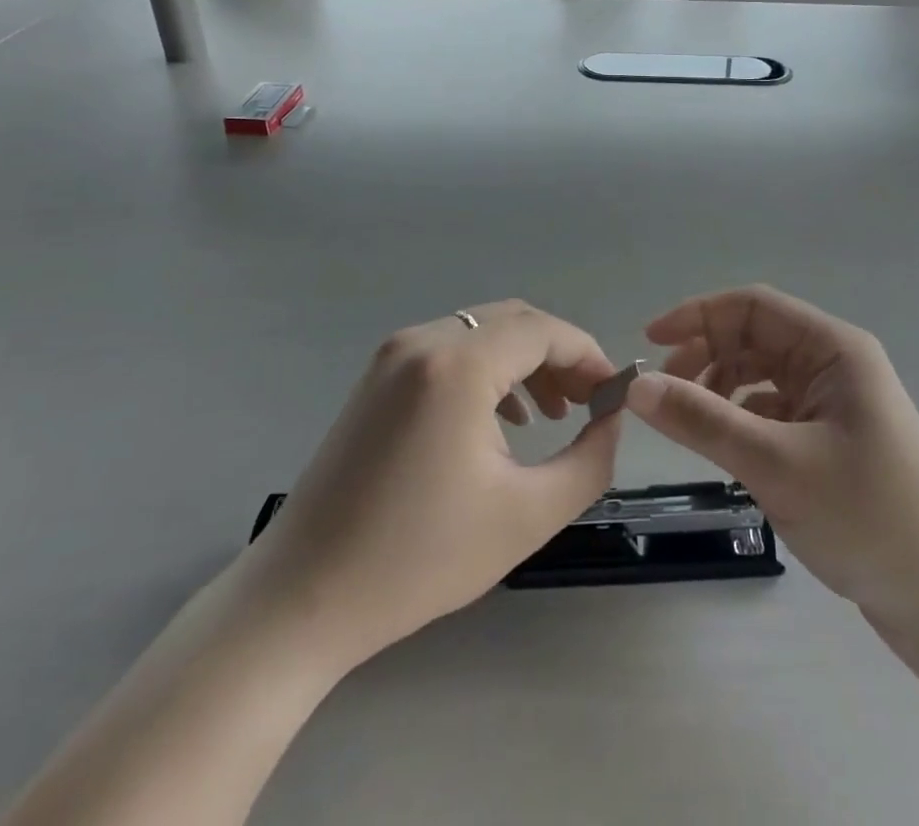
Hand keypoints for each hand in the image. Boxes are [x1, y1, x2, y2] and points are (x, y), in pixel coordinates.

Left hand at [243, 301, 620, 675]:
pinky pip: (450, 351)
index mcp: (457, 365)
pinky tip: (501, 420)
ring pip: (482, 332)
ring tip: (552, 416)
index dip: (588, 355)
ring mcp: (393, 355)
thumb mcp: (527, 515)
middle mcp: (423, 341)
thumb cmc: (419, 559)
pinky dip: (488, 370)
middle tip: (589, 404)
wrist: (304, 598)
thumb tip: (612, 417)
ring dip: (525, 361)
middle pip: (514, 321)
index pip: (544, 330)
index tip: (615, 394)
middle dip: (559, 356)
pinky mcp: (377, 377)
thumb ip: (590, 459)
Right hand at [626, 286, 918, 643]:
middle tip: (660, 391)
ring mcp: (835, 402)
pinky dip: (741, 419)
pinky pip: (773, 410)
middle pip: (754, 337)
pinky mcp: (831, 438)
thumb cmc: (867, 517)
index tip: (649, 341)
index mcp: (834, 349)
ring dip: (720, 388)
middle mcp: (835, 364)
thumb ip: (703, 420)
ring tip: (687, 421)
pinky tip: (724, 446)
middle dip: (705, 354)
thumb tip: (636, 385)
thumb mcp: (775, 465)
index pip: (753, 306)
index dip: (698, 316)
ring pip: (761, 374)